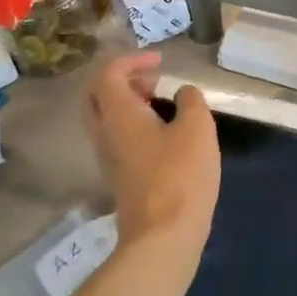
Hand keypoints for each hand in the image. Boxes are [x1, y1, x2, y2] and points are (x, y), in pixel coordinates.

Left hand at [86, 53, 220, 267]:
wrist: (164, 235)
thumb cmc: (181, 175)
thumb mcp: (198, 127)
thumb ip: (191, 101)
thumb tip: (183, 93)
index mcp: (118, 115)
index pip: (109, 74)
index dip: (132, 60)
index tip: (161, 61)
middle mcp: (105, 134)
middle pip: (98, 96)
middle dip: (123, 80)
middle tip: (153, 80)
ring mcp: (109, 159)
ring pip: (106, 119)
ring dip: (129, 104)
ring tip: (164, 105)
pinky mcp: (120, 178)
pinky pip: (118, 139)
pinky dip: (135, 125)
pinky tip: (166, 135)